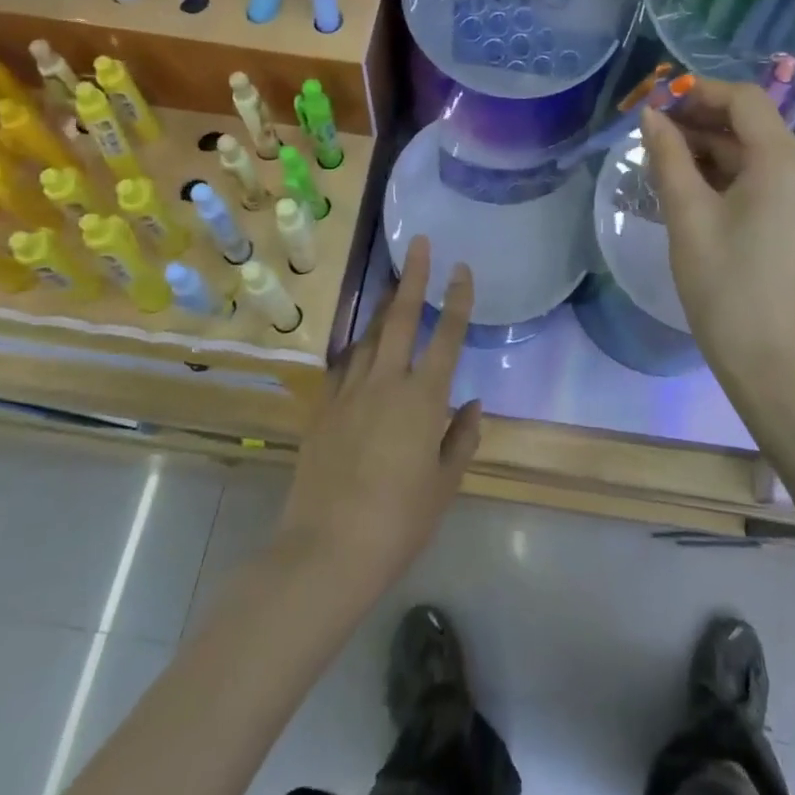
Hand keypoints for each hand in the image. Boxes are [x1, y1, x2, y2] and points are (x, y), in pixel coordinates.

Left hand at [275, 238, 480, 603]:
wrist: (325, 550)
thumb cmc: (397, 522)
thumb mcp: (443, 486)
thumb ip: (460, 439)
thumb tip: (471, 404)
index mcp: (422, 399)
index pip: (446, 337)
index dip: (457, 300)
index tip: (462, 268)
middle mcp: (386, 383)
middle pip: (401, 318)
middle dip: (413, 277)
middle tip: (419, 244)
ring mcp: (349, 392)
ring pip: (370, 337)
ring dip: (384, 308)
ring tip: (394, 287)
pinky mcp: (322, 409)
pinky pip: (344, 367)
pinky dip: (358, 350)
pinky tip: (361, 348)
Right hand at [641, 80, 794, 393]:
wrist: (773, 363)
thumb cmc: (726, 286)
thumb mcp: (688, 215)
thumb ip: (668, 156)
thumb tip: (651, 116)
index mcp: (785, 162)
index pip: (744, 100)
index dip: (699, 91)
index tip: (656, 100)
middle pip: (751, 123)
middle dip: (700, 118)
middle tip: (650, 128)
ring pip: (754, 152)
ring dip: (710, 147)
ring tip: (660, 156)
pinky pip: (762, 178)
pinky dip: (726, 173)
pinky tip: (688, 182)